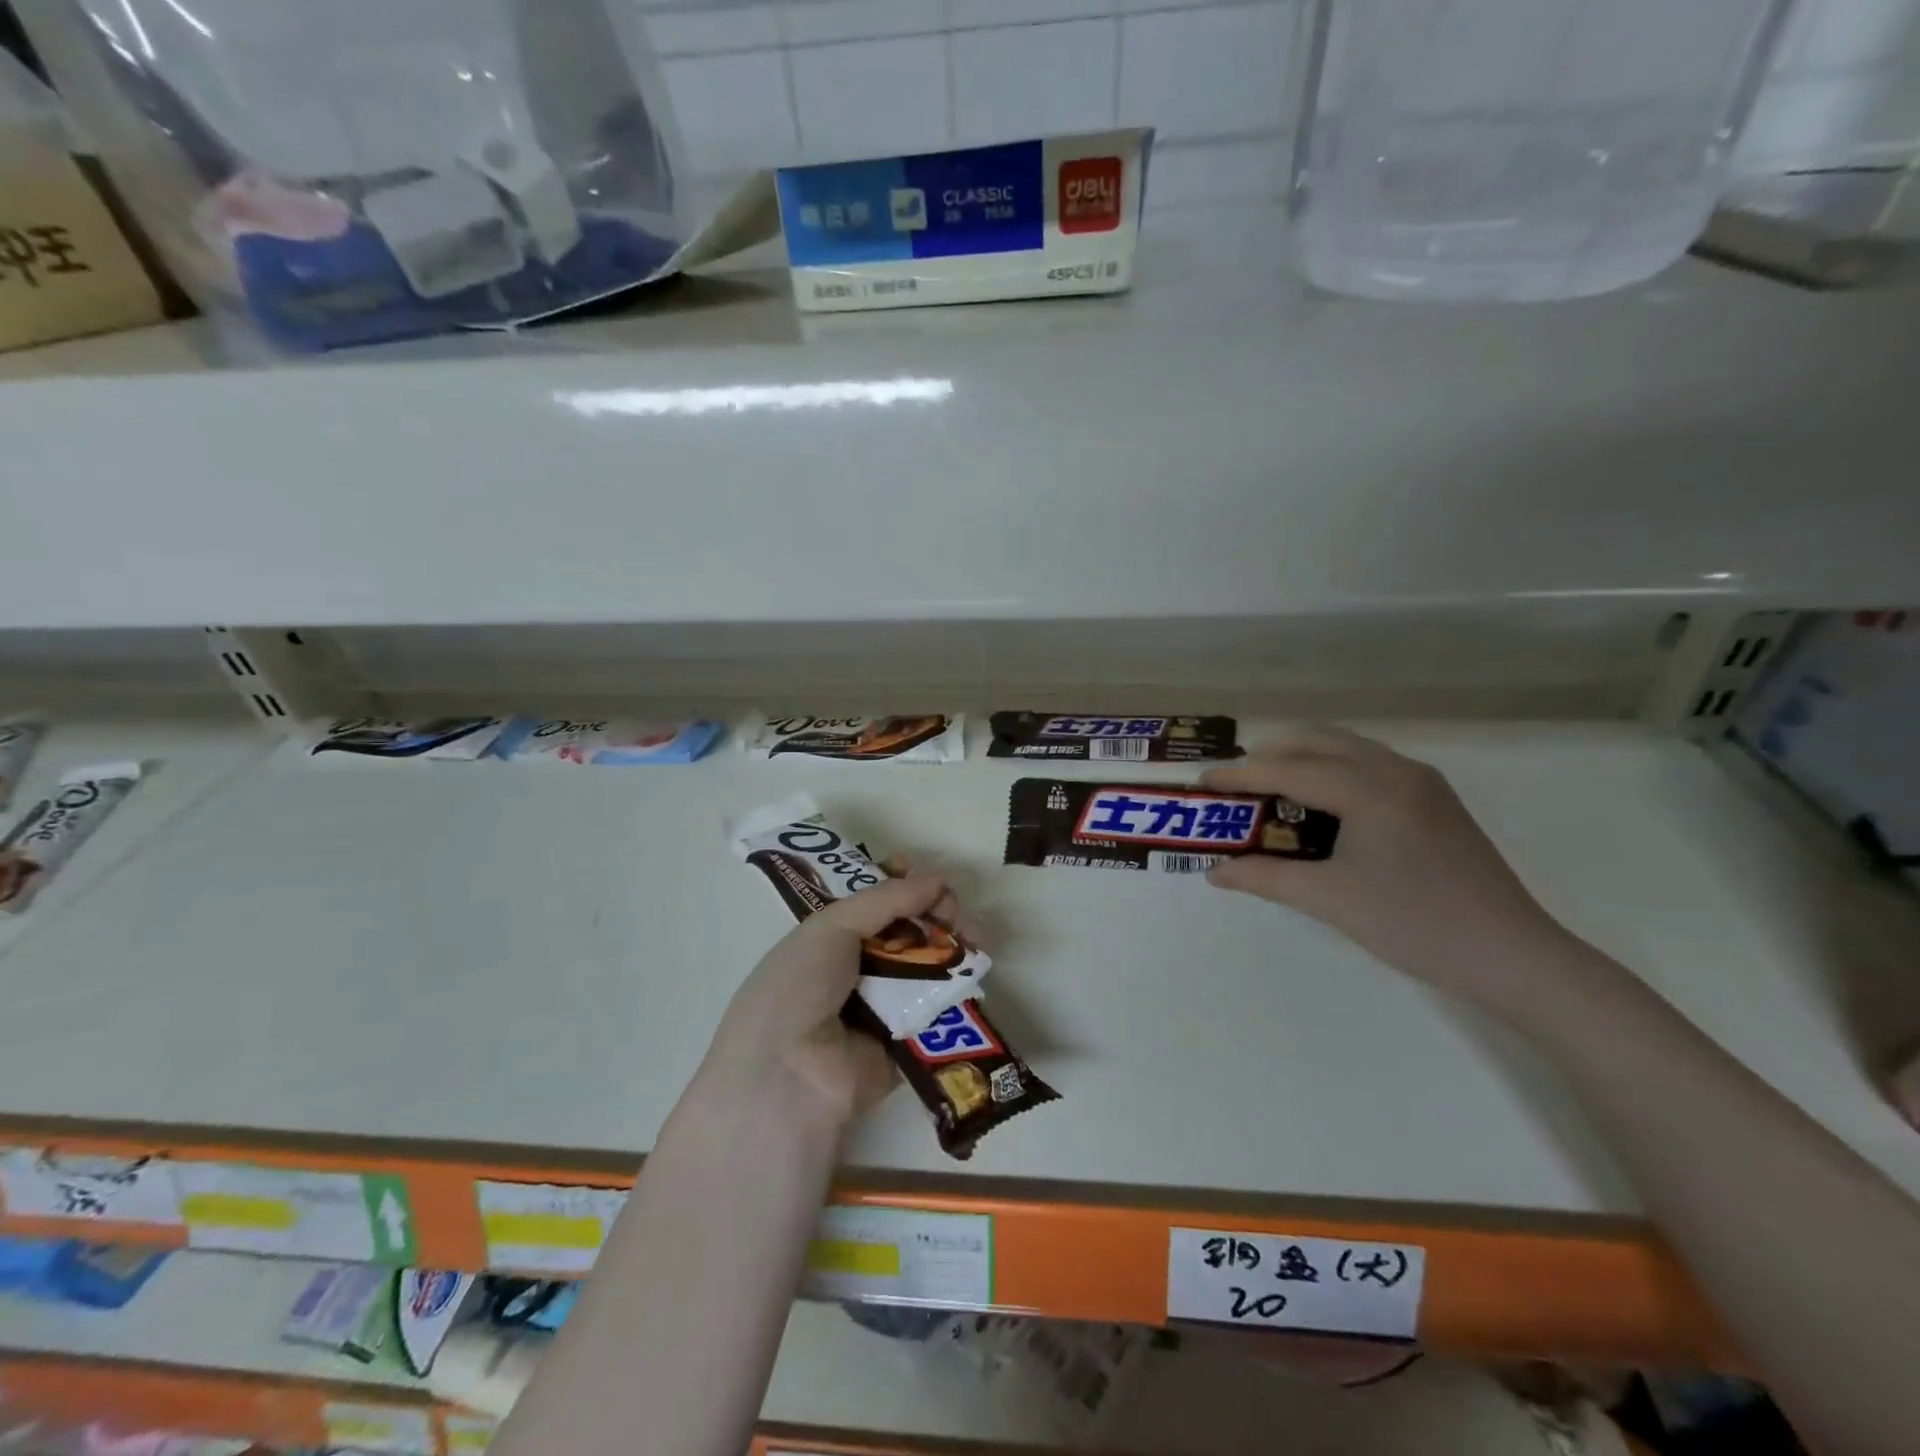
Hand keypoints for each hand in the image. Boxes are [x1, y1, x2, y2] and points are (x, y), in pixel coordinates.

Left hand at [690, 874, 959, 1130]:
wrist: (789, 1074)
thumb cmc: (799, 987)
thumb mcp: (831, 928)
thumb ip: (887, 899)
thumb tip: (939, 880)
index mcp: (830, 939)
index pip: (873, 903)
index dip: (900, 884)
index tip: (925, 875)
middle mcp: (858, 968)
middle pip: (908, 929)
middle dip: (934, 912)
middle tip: (952, 909)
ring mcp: (885, 1004)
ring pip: (929, 964)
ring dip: (953, 945)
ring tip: (973, 937)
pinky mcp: (909, 1039)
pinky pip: (939, 1006)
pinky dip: (959, 986)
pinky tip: (975, 968)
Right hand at [1203, 729, 1569, 1013]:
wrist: (1511, 955)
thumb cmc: (1414, 923)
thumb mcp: (1330, 900)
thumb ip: (1266, 878)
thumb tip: (1215, 871)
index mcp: (1370, 789)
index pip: (1291, 768)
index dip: (1242, 774)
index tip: (1204, 780)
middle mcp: (1397, 770)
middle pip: (1319, 741)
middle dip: (1271, 754)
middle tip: (1235, 781)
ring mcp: (1422, 782)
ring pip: (1348, 748)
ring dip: (1304, 758)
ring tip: (1270, 787)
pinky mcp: (1436, 800)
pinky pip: (1370, 765)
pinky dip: (1333, 770)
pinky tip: (1320, 802)